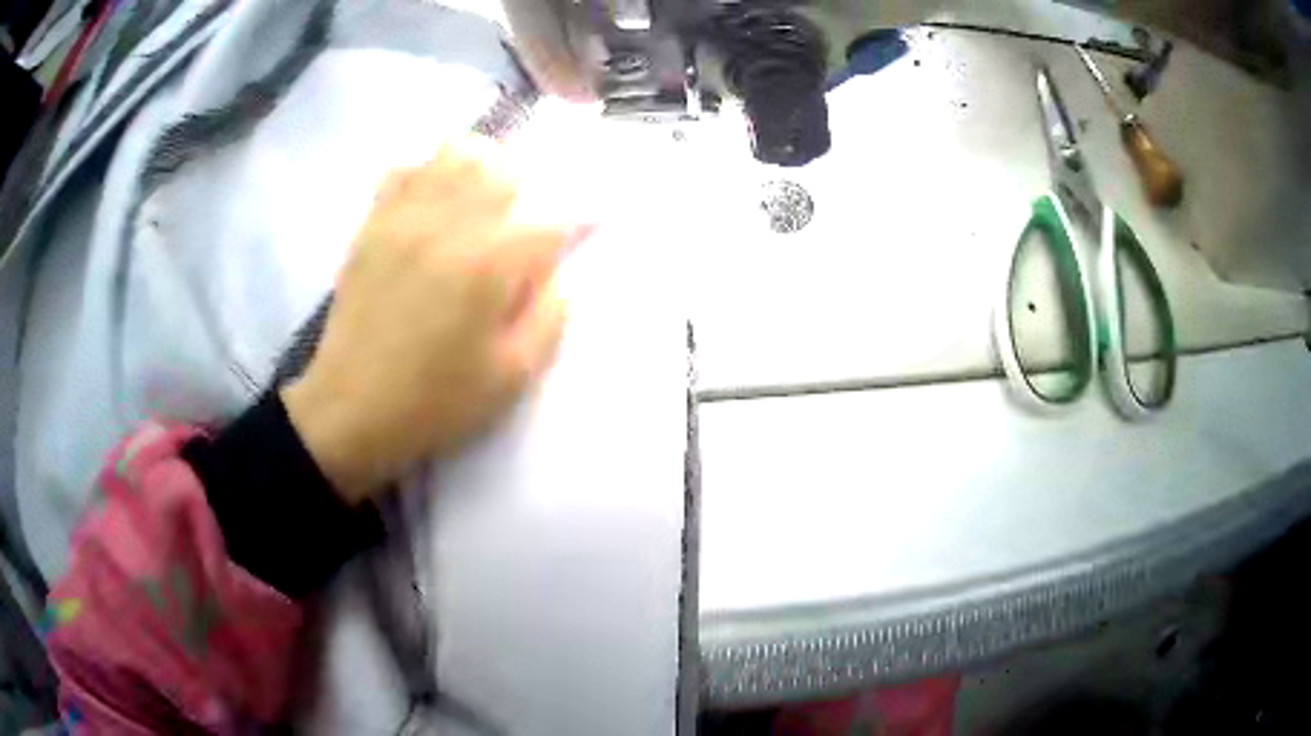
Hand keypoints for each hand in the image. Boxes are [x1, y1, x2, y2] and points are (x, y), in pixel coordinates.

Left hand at [282, 137, 588, 502]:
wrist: (351, 410)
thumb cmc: (436, 401)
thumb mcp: (513, 376)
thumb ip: (549, 314)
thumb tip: (555, 269)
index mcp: (488, 264)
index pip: (550, 217)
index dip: (574, 223)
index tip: (579, 234)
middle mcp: (448, 223)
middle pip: (507, 166)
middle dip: (529, 193)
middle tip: (523, 227)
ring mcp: (404, 216)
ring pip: (457, 151)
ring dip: (483, 169)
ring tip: (482, 204)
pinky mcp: (373, 223)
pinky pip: (406, 168)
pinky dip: (430, 174)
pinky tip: (433, 207)